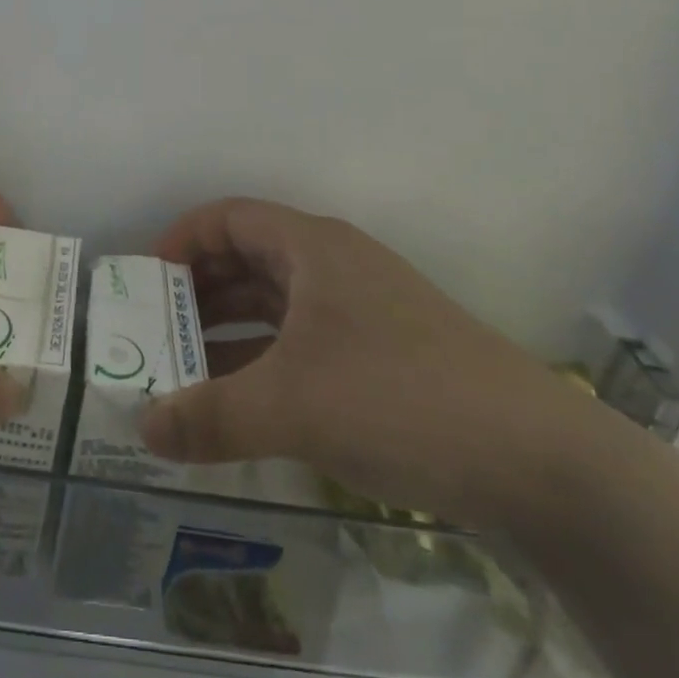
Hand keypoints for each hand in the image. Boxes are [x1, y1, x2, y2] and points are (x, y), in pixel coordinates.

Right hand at [141, 198, 601, 526]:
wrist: (537, 460)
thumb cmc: (400, 397)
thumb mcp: (292, 406)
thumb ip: (209, 416)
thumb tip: (140, 428)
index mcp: (311, 246)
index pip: (228, 217)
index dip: (180, 241)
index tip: (143, 283)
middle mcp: (333, 265)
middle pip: (247, 258)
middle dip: (196, 291)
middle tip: (151, 332)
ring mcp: (360, 310)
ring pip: (274, 303)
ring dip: (227, 330)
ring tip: (181, 370)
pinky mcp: (380, 354)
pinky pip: (301, 341)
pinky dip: (263, 360)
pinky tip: (239, 401)